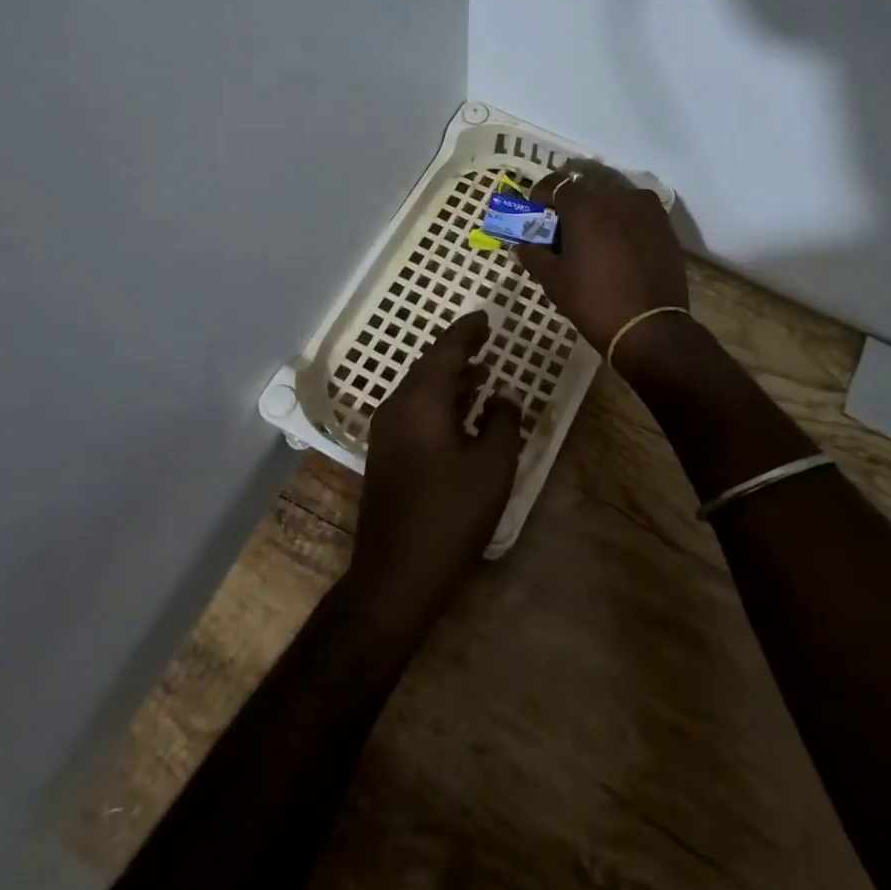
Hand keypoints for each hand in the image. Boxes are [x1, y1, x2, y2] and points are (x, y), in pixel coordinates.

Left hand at [349, 311, 521, 629]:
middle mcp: (398, 406)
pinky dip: (440, 401)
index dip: (467, 331)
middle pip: (430, 366)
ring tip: (482, 371)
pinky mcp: (386, 455)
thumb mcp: (493, 465)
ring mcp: (387, 432)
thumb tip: (503, 395)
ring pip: (421, 390)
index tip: (486, 318)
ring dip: (451, 378)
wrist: (397, 572)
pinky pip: (415, 411)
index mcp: (421, 400)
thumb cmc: (451, 513)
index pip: (446, 350)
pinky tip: (462, 412)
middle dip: (458, 351)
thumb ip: (503, 421)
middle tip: (486, 339)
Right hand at [513, 159, 688, 361]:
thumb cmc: (594, 301)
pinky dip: (624, 223)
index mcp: (584, 206)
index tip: (536, 213)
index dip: (542, 197)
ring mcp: (645, 208)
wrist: (650, 327)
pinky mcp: (665, 224)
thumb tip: (522, 245)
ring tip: (596, 240)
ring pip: (614, 200)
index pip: (556, 185)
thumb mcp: (554, 280)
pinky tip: (620, 247)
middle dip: (573, 206)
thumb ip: (534, 255)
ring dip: (601, 213)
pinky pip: (636, 214)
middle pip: (587, 192)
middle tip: (566, 231)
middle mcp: (616, 196)